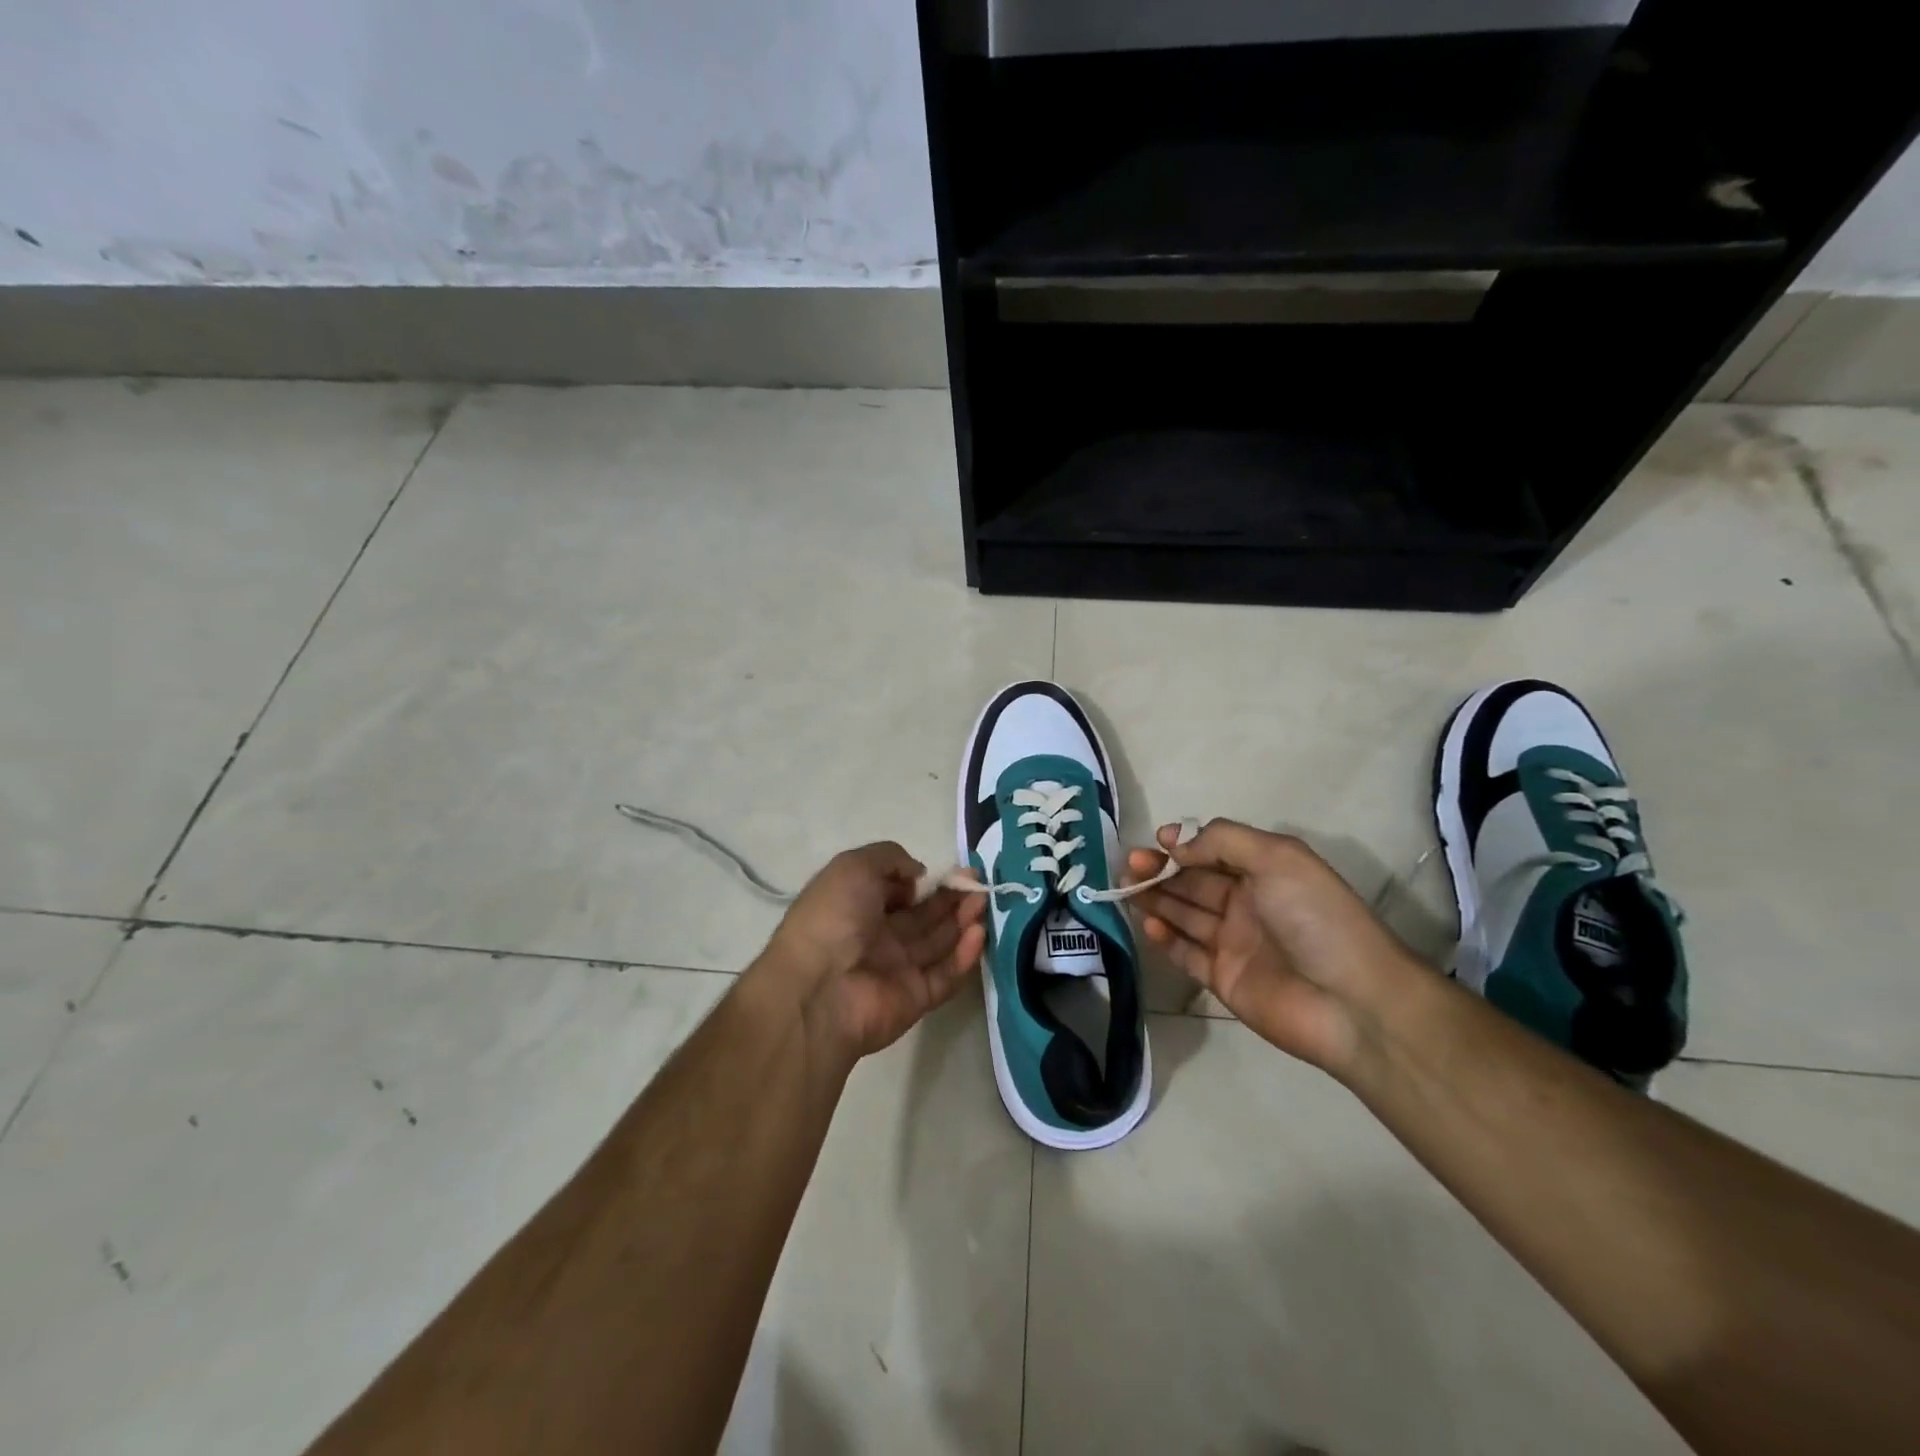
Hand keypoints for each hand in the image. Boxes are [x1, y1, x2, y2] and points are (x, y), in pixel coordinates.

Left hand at [756, 843, 986, 1065]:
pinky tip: (978, 934)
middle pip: (923, 916)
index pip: (898, 890)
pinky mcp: (915, 999)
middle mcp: (876, 937)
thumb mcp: (854, 866)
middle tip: (977, 884)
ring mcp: (896, 969)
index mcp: (856, 906)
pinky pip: (944, 975)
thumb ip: (891, 859)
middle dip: (951, 898)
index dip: (925, 880)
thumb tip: (919, 875)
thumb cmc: (833, 918)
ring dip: (962, 921)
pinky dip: (963, 956)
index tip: (953, 870)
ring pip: (938, 942)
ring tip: (983, 902)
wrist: (818, 990)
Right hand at [1126, 819, 1427, 1076]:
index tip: (1157, 842)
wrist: (1352, 1002)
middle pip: (1193, 881)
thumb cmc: (1315, 918)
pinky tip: (1148, 924)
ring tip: (1125, 889)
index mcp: (1265, 871)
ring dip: (1155, 899)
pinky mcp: (1223, 979)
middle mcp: (1247, 902)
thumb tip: (1174, 844)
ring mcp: (1234, 942)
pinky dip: (1165, 938)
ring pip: (1184, 914)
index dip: (1183, 844)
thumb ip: (1221, 841)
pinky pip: (1186, 953)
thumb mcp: (1276, 858)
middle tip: (1129, 866)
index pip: (1213, 850)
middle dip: (1160, 870)